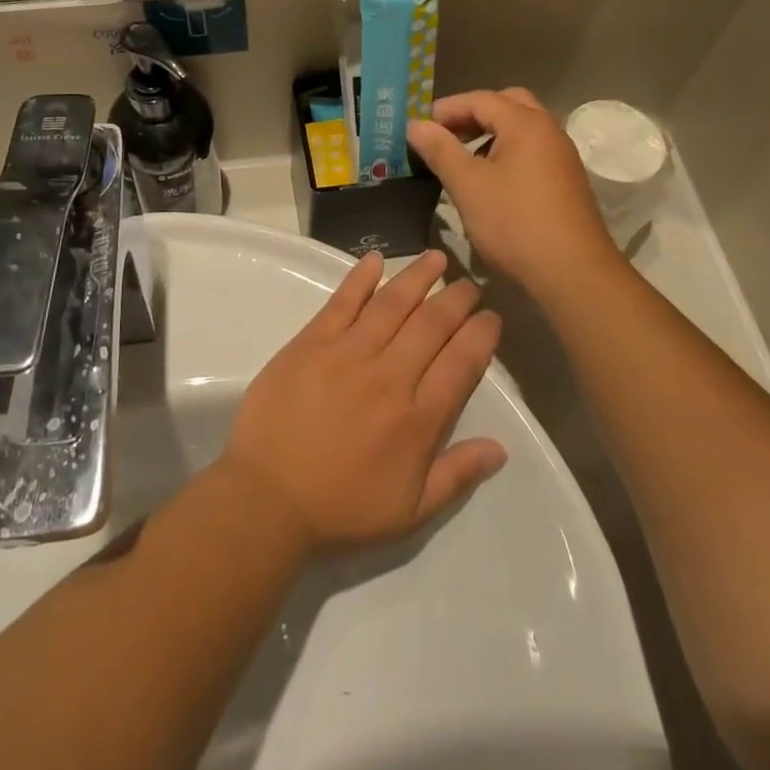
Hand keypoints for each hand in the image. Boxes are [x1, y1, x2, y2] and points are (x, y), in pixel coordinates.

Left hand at [221, 251, 505, 555]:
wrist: (269, 497)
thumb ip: (457, 475)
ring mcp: (349, 353)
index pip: (461, 363)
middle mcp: (390, 376)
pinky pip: (342, 301)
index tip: (491, 317)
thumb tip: (501, 448)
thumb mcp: (411, 511)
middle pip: (432, 325)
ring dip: (418, 277)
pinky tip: (376, 258)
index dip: (481, 335)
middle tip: (469, 283)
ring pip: (392, 304)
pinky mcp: (313, 342)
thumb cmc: (341, 508)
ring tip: (436, 258)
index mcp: (418, 419)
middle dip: (456, 299)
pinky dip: (361, 277)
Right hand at [407, 89, 620, 301]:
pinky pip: (531, 151)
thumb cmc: (515, 223)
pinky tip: (490, 182)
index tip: (418, 128)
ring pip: (521, 129)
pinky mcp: (566, 181)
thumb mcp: (467, 185)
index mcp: (526, 124)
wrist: (573, 274)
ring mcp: (562, 157)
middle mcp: (549, 131)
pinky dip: (507, 152)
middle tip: (445, 135)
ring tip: (462, 159)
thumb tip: (415, 124)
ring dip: (490, 134)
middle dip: (472, 114)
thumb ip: (440, 149)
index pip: (480, 99)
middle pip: (507, 104)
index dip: (446, 109)